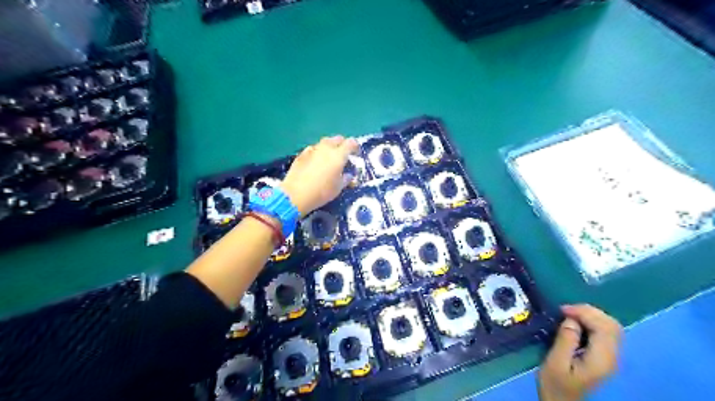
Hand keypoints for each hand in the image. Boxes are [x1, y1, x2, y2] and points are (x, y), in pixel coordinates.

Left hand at [279, 135, 357, 217]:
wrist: (296, 194)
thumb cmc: (321, 192)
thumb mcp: (338, 188)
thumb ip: (346, 179)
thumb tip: (348, 175)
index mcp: (338, 155)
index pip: (350, 143)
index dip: (355, 147)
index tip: (356, 154)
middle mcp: (326, 148)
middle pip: (337, 139)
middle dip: (342, 144)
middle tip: (343, 155)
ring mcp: (312, 149)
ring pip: (324, 143)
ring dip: (329, 147)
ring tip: (329, 158)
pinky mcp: (301, 154)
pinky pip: (313, 149)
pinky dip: (317, 153)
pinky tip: (316, 162)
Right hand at [539, 304, 622, 400]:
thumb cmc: (555, 385)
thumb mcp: (555, 362)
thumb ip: (565, 340)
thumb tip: (571, 319)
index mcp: (601, 359)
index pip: (604, 327)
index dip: (584, 312)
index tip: (562, 310)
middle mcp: (612, 357)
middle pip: (612, 325)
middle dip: (589, 311)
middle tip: (565, 310)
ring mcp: (610, 358)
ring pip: (611, 327)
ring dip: (591, 316)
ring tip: (570, 314)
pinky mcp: (604, 358)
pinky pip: (605, 333)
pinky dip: (592, 323)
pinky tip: (577, 323)